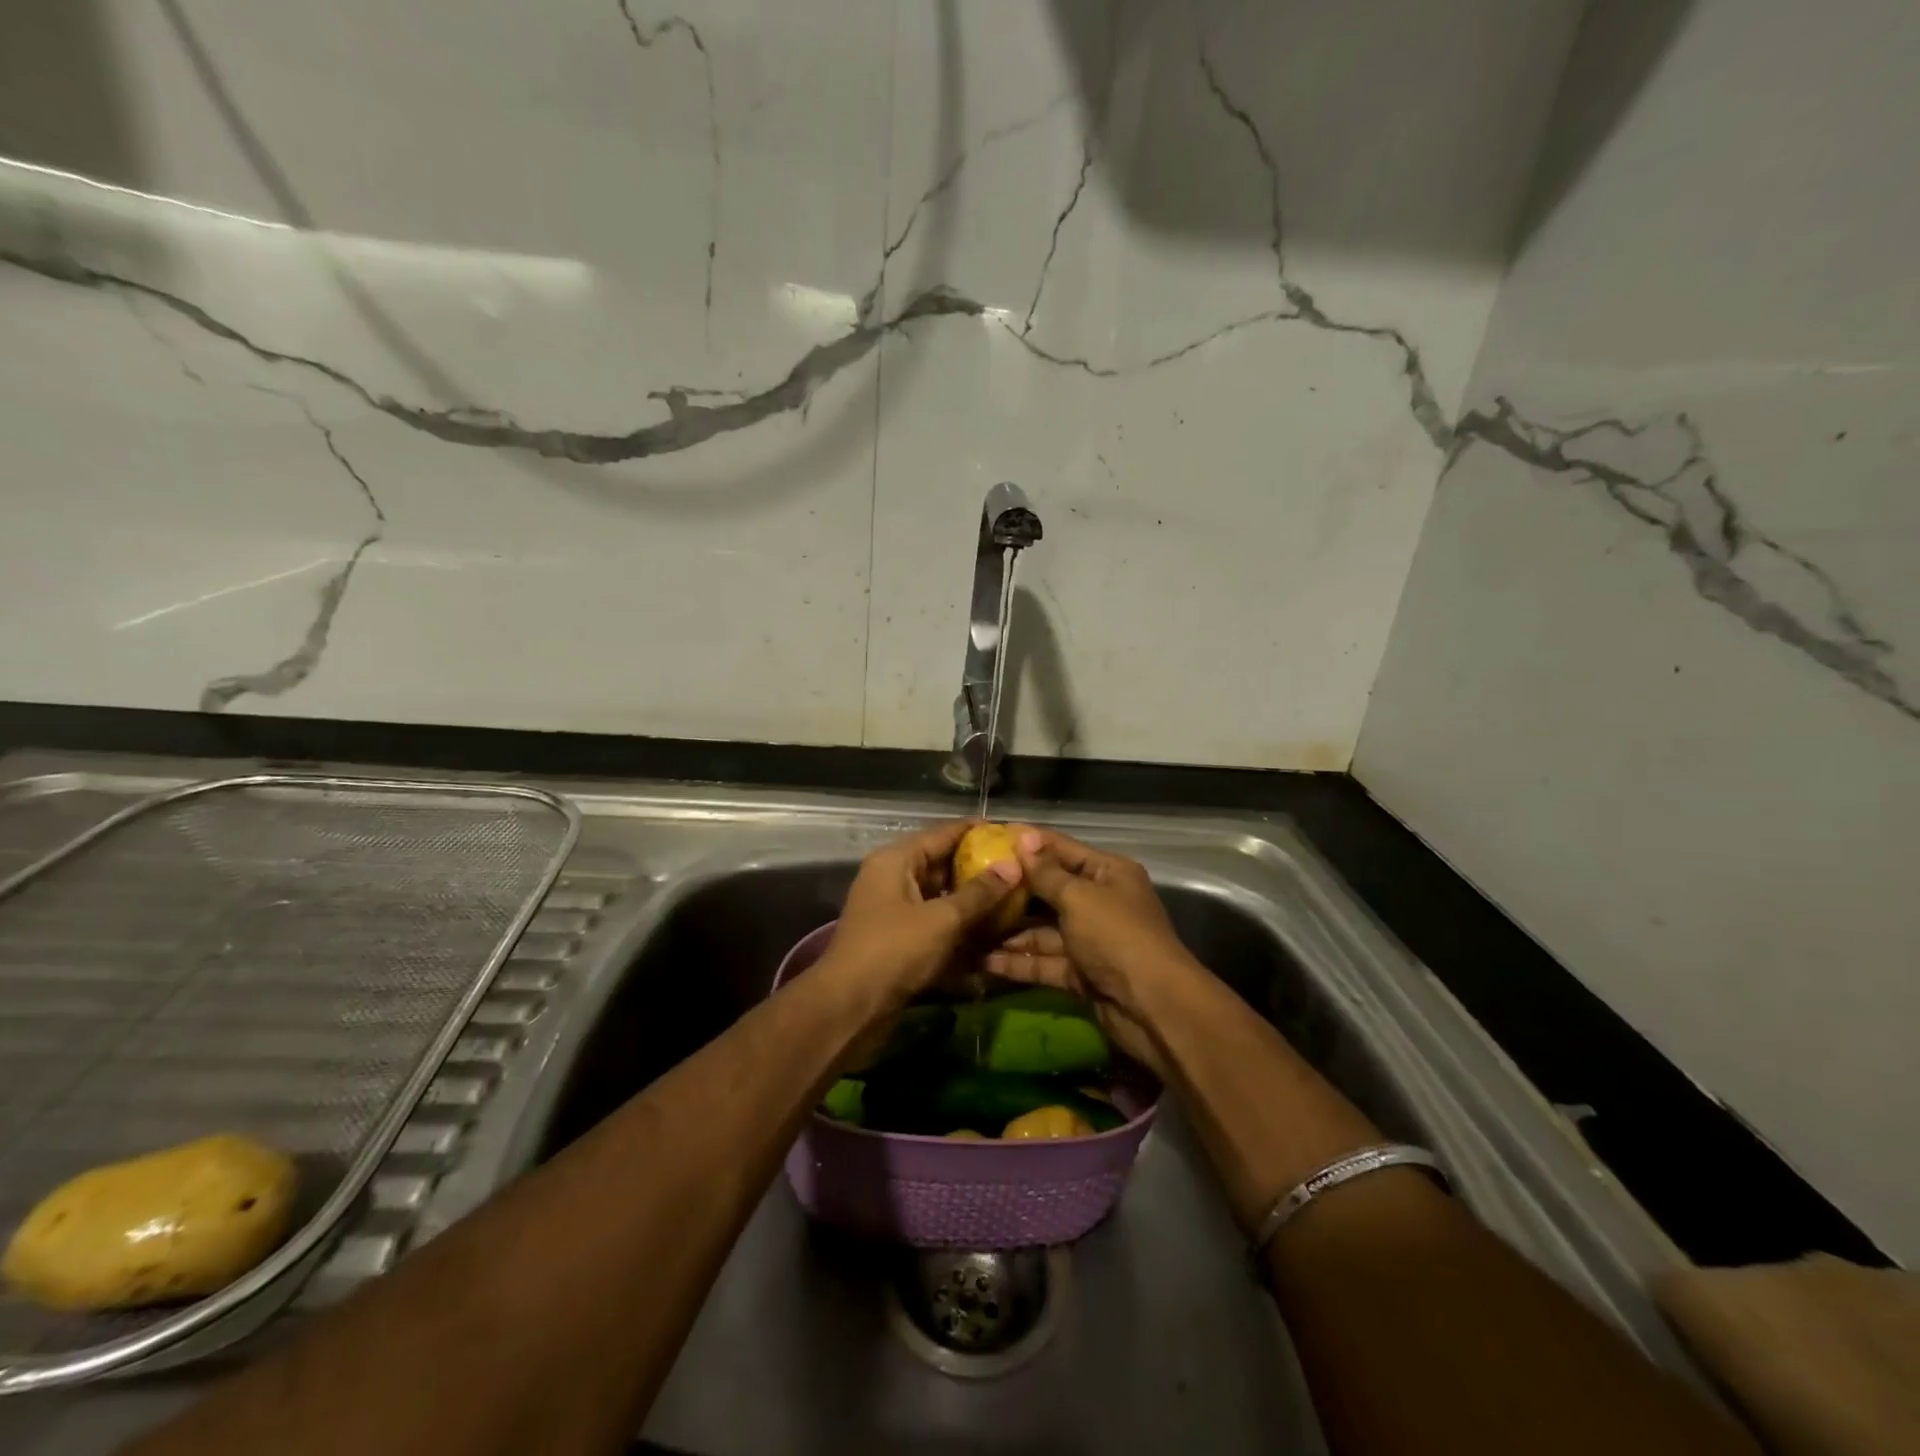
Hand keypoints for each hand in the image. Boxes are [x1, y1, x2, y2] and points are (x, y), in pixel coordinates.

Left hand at [820, 820, 1022, 1000]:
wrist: (850, 1008)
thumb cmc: (894, 951)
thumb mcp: (942, 919)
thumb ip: (979, 893)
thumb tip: (1014, 865)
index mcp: (896, 861)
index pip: (942, 834)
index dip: (977, 831)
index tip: (1012, 833)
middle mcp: (893, 879)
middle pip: (942, 865)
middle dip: (980, 869)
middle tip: (1020, 870)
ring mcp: (895, 911)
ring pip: (941, 897)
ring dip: (973, 901)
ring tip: (1015, 900)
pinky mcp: (900, 940)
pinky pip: (936, 923)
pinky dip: (960, 927)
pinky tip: (992, 934)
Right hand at [983, 829, 1201, 1075]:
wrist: (1153, 1008)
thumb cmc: (1117, 937)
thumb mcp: (1079, 897)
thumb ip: (1046, 873)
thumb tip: (1024, 837)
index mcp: (1108, 873)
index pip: (1061, 849)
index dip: (1027, 843)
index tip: (987, 837)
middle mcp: (1099, 902)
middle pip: (1048, 890)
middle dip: (1012, 891)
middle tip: (967, 883)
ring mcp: (1089, 940)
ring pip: (1042, 930)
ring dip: (1008, 931)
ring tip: (966, 925)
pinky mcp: (1080, 974)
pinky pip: (1044, 961)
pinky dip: (1018, 962)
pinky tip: (982, 960)